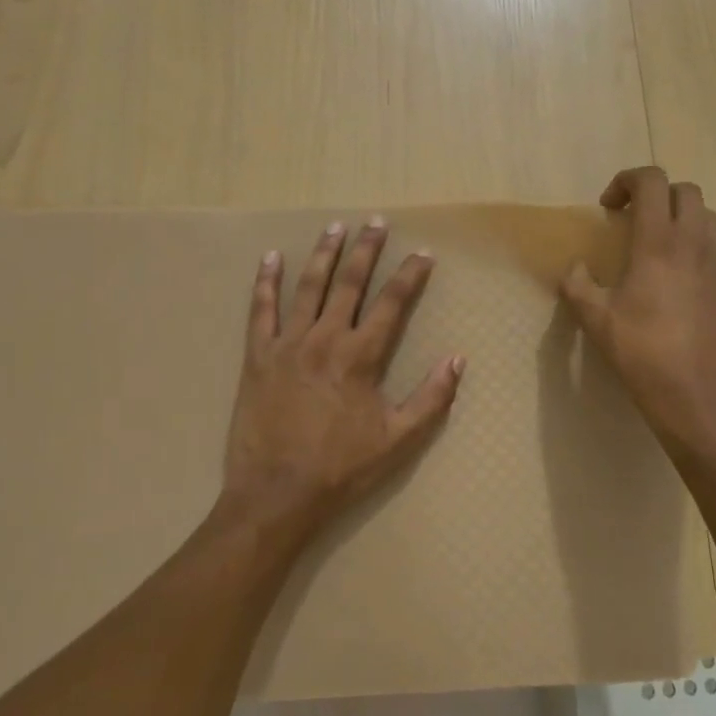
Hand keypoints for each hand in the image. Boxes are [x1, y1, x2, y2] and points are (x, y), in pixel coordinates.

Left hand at [218, 218, 464, 548]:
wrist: (277, 493)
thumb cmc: (341, 468)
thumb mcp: (398, 440)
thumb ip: (431, 398)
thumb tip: (457, 359)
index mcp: (361, 357)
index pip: (392, 303)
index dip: (410, 275)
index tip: (423, 253)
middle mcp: (325, 339)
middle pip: (349, 283)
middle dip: (366, 250)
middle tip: (375, 222)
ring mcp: (288, 344)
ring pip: (308, 287)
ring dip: (323, 255)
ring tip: (334, 227)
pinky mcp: (258, 356)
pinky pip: (260, 310)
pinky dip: (265, 283)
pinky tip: (270, 258)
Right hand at [559, 167, 715, 469]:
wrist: (701, 398)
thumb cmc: (643, 355)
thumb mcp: (596, 321)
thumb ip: (577, 286)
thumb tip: (575, 269)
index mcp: (658, 243)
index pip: (652, 181)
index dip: (627, 180)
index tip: (609, 206)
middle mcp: (695, 244)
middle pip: (686, 191)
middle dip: (657, 195)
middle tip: (632, 221)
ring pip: (708, 218)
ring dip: (680, 218)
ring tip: (656, 247)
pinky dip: (695, 249)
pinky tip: (677, 285)